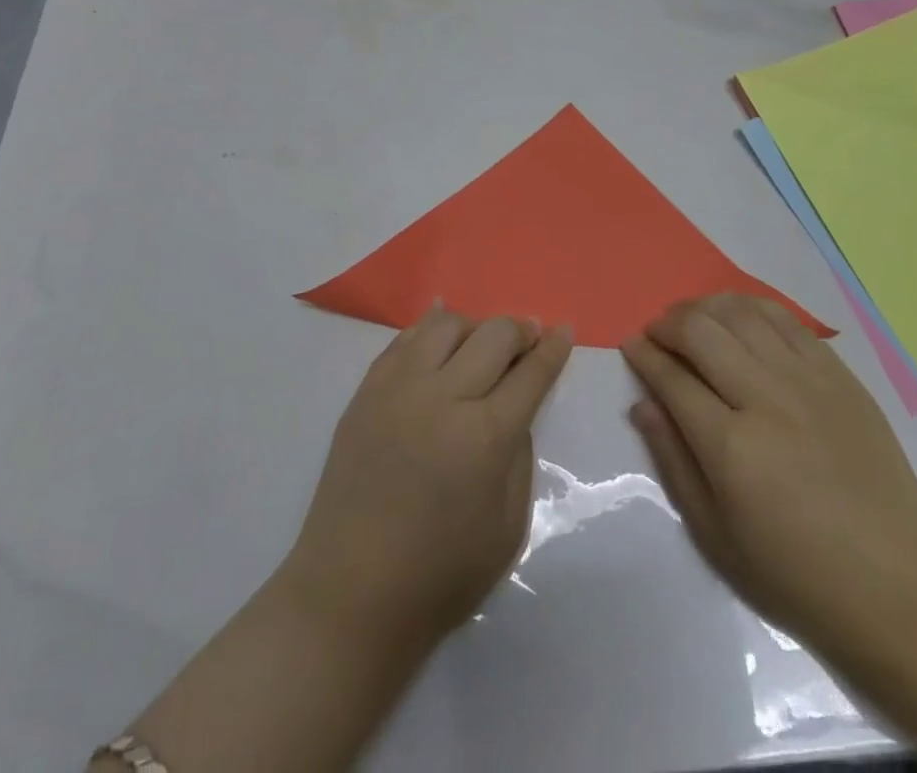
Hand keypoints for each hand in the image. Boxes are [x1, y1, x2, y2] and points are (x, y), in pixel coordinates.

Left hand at [282, 307, 573, 650]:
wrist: (351, 593)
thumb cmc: (440, 574)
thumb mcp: (508, 526)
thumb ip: (519, 455)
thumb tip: (514, 408)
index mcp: (485, 436)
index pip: (531, 373)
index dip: (554, 348)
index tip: (565, 330)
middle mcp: (443, 397)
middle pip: (493, 335)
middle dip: (521, 331)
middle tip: (529, 338)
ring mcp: (399, 389)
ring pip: (446, 324)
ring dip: (474, 327)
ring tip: (480, 346)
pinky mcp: (366, 391)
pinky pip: (404, 339)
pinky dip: (429, 329)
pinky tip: (440, 330)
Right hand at [623, 294, 916, 670]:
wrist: (901, 584)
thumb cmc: (798, 574)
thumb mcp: (717, 536)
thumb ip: (673, 461)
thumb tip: (642, 404)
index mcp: (731, 448)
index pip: (671, 378)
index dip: (643, 355)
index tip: (630, 346)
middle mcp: (766, 399)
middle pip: (700, 331)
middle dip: (667, 324)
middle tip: (657, 335)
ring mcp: (807, 380)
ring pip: (740, 313)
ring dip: (704, 307)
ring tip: (692, 320)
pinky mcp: (838, 374)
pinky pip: (785, 319)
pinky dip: (750, 307)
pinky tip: (737, 317)